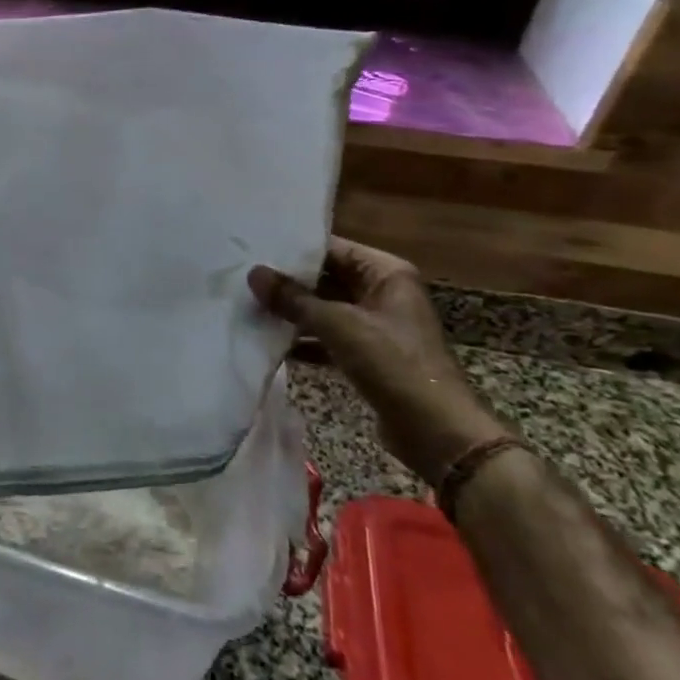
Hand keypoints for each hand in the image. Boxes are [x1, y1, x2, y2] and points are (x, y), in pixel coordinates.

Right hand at [248, 238, 508, 486]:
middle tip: (244, 279)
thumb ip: (293, 299)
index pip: (332, 249)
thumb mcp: (338, 325)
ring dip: (293, 312)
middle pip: (326, 278)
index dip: (294, 251)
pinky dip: (304, 339)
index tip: (254, 251)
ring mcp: (376, 325)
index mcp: (386, 273)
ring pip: (325, 308)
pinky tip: (270, 342)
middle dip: (288, 283)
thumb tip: (254, 274)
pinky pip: (328, 337)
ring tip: (249, 307)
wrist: (435, 431)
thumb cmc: (392, 364)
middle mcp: (383, 292)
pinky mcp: (368, 355)